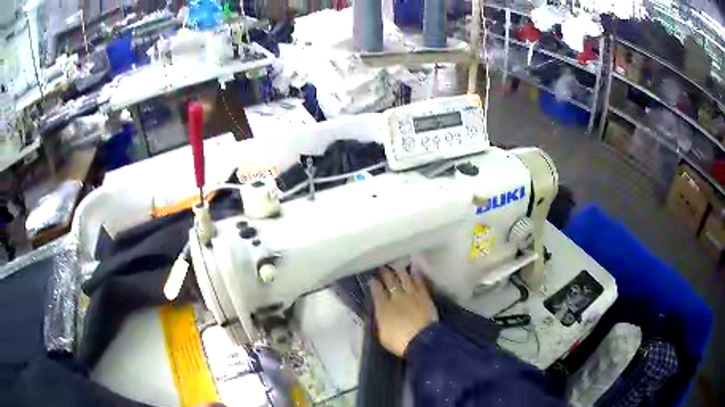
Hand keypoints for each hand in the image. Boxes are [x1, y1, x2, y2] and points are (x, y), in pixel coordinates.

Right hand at [369, 267, 437, 356]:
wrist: (422, 340)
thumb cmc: (399, 342)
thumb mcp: (382, 335)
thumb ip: (380, 322)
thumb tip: (379, 315)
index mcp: (383, 308)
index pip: (376, 291)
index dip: (374, 284)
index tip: (372, 279)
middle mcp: (396, 297)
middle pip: (390, 281)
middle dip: (385, 273)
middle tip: (382, 268)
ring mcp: (411, 295)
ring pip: (404, 278)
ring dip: (399, 271)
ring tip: (396, 267)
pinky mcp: (424, 296)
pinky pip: (419, 283)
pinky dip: (415, 278)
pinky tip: (414, 275)